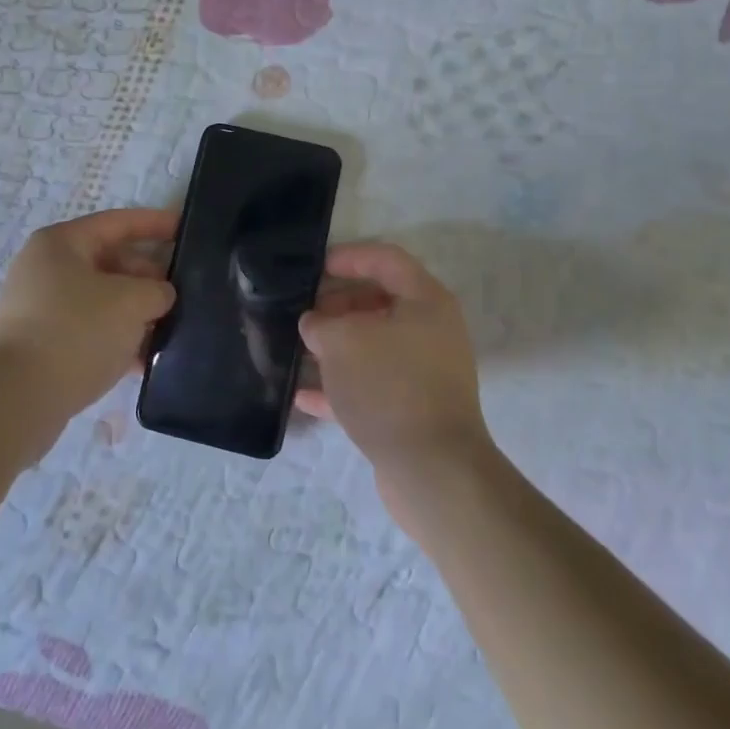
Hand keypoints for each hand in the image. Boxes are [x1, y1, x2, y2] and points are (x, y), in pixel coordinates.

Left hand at [0, 208, 176, 426]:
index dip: (156, 223)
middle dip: (148, 278)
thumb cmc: (76, 332)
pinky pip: (87, 330)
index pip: (118, 223)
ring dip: (134, 313)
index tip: (186, 230)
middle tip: (182, 296)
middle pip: (110, 262)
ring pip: (100, 300)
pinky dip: (115, 339)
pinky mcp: (38, 345)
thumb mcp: (131, 302)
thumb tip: (160, 295)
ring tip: (169, 331)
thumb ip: (157, 290)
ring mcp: (38, 309)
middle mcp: (45, 269)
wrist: (16, 400)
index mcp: (61, 243)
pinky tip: (142, 362)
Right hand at [296, 243, 492, 515]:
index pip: (386, 259)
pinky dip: (340, 386)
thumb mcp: (343, 342)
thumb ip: (320, 324)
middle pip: (379, 302)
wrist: (433, 472)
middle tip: (301, 313)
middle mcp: (431, 331)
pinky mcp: (413, 409)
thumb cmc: (389, 387)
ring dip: (336, 346)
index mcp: (425, 301)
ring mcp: (423, 372)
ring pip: (373, 346)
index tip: (313, 267)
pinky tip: (302, 395)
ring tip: (296, 348)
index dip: (348, 256)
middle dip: (337, 305)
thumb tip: (314, 325)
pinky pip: (371, 385)